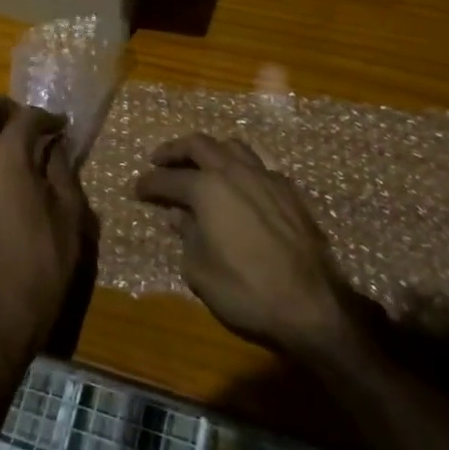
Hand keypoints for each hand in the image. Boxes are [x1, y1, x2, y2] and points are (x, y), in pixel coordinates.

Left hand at [0, 95, 90, 374]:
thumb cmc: (45, 261)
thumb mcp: (70, 212)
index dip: (47, 117)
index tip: (60, 127)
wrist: (2, 308)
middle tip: (26, 123)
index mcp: (7, 156)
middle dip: (4, 107)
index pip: (26, 117)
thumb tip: (54, 143)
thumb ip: (61, 168)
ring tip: (1, 138)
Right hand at [137, 134, 351, 359]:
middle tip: (159, 160)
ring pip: (232, 146)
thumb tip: (179, 216)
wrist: (312, 305)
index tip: (136, 188)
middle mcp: (235, 172)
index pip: (168, 178)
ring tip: (199, 164)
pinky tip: (238, 187)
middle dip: (174, 150)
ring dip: (210, 151)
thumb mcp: (199, 270)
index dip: (148, 183)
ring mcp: (266, 178)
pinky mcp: (290, 192)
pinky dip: (239, 168)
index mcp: (207, 189)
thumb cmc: (246, 291)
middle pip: (199, 144)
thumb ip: (186, 236)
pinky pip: (258, 166)